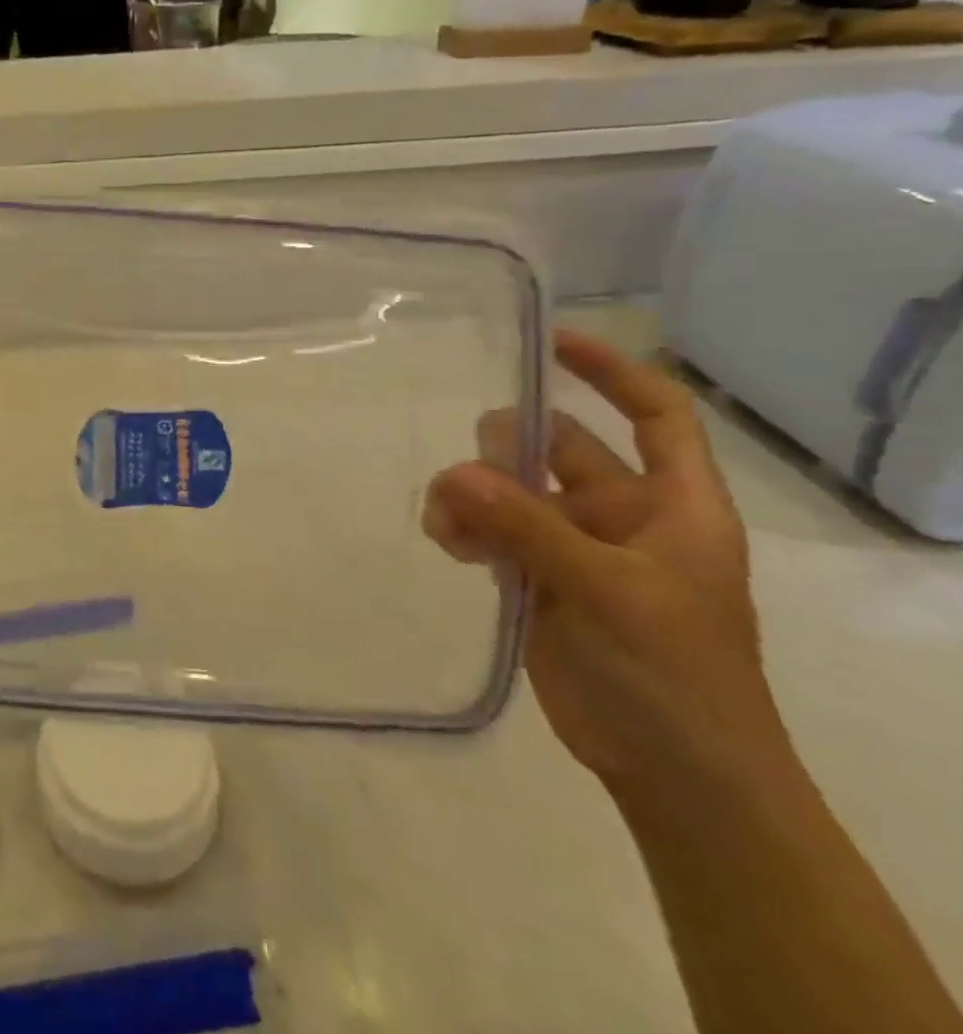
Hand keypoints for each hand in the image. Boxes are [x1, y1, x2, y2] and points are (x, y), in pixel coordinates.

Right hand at [422, 331, 792, 800]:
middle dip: (506, 449)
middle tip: (468, 472)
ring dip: (472, 495)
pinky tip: (447, 547)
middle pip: (557, 447)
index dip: (610, 372)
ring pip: (508, 489)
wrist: (674, 777)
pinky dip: (463, 529)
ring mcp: (573, 548)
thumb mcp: (607, 593)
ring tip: (445, 523)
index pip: (655, 415)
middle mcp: (621, 516)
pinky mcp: (535, 580)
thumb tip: (452, 474)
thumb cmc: (673, 676)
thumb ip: (527, 528)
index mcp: (673, 507)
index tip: (547, 343)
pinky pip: (487, 531)